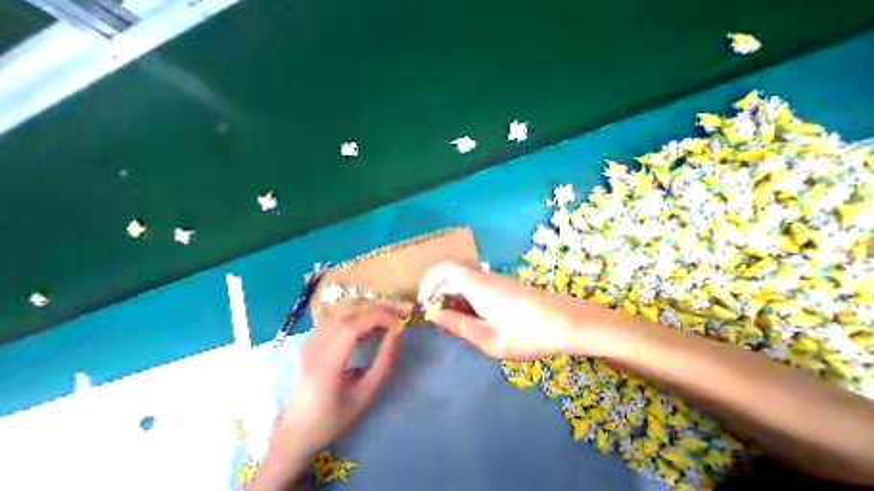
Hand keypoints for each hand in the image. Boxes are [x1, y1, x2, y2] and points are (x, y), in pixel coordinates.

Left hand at [276, 301, 409, 458]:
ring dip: (372, 305)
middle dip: (380, 305)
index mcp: (324, 365)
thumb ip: (384, 359)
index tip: (401, 319)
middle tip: (404, 307)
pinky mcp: (313, 336)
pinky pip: (340, 313)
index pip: (352, 325)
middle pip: (350, 310)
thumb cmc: (333, 419)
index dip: (379, 316)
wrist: (294, 433)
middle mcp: (314, 345)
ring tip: (393, 310)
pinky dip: (361, 310)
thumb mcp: (365, 394)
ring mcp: (311, 338)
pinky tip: (374, 318)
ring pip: (345, 307)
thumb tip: (399, 329)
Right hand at [417, 261, 613, 359]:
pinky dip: (466, 298)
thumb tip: (435, 316)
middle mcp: (483, 276)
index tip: (424, 301)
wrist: (566, 322)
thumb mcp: (487, 338)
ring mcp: (494, 279)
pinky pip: (476, 285)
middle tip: (436, 317)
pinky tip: (471, 317)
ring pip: (463, 280)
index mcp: (476, 285)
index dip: (429, 281)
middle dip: (439, 292)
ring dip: (452, 296)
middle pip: (451, 274)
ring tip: (452, 321)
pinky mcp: (503, 285)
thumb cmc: (526, 333)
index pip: (444, 268)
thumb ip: (458, 325)